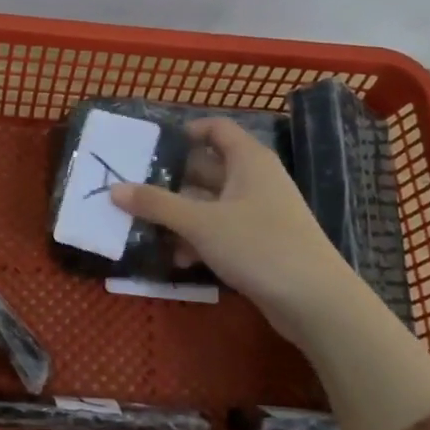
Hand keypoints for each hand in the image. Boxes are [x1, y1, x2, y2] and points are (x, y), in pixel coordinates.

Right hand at [112, 118, 350, 338]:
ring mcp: (259, 213)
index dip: (185, 132)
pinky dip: (198, 239)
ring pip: (210, 204)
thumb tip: (115, 189)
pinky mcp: (259, 243)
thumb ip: (156, 204)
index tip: (150, 147)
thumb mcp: (200, 223)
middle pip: (206, 168)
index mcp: (248, 161)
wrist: (315, 300)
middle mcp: (255, 180)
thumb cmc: (258, 246)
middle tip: (132, 190)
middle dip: (170, 181)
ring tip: (145, 229)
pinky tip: (178, 259)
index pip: (216, 129)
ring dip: (179, 215)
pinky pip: (220, 231)